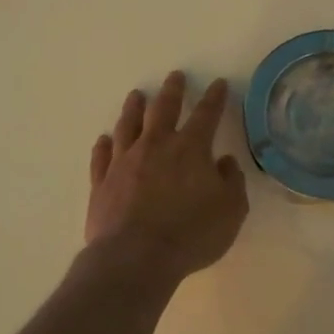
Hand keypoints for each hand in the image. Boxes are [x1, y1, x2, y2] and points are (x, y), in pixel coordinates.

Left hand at [87, 71, 248, 282]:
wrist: (135, 257)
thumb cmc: (191, 234)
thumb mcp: (231, 211)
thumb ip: (232, 182)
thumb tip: (224, 162)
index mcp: (190, 149)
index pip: (206, 114)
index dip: (214, 98)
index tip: (218, 84)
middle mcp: (156, 146)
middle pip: (163, 109)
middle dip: (172, 91)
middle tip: (174, 76)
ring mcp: (124, 162)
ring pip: (128, 125)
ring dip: (133, 108)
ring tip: (136, 95)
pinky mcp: (102, 182)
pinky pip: (101, 157)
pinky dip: (103, 145)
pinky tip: (104, 139)